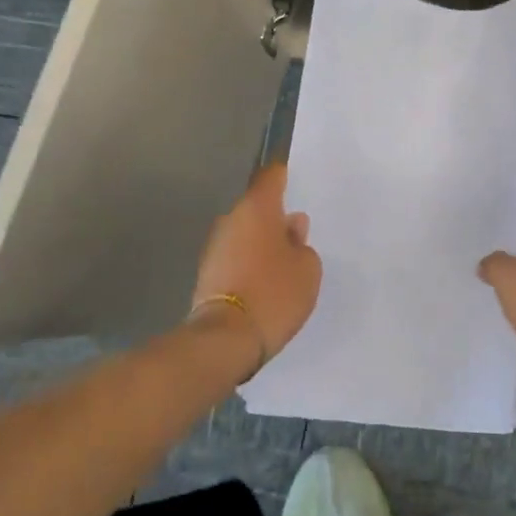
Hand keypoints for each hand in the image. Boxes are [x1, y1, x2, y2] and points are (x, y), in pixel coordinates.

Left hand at [192, 163, 322, 368]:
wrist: (226, 338)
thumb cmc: (274, 293)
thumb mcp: (307, 269)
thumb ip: (302, 244)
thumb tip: (291, 229)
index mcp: (256, 209)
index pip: (270, 178)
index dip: (284, 177)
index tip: (295, 182)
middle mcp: (231, 220)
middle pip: (256, 209)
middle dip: (275, 218)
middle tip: (298, 235)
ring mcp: (215, 247)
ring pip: (245, 234)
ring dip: (261, 243)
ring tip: (284, 264)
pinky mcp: (208, 274)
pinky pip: (235, 258)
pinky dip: (249, 264)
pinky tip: (265, 283)